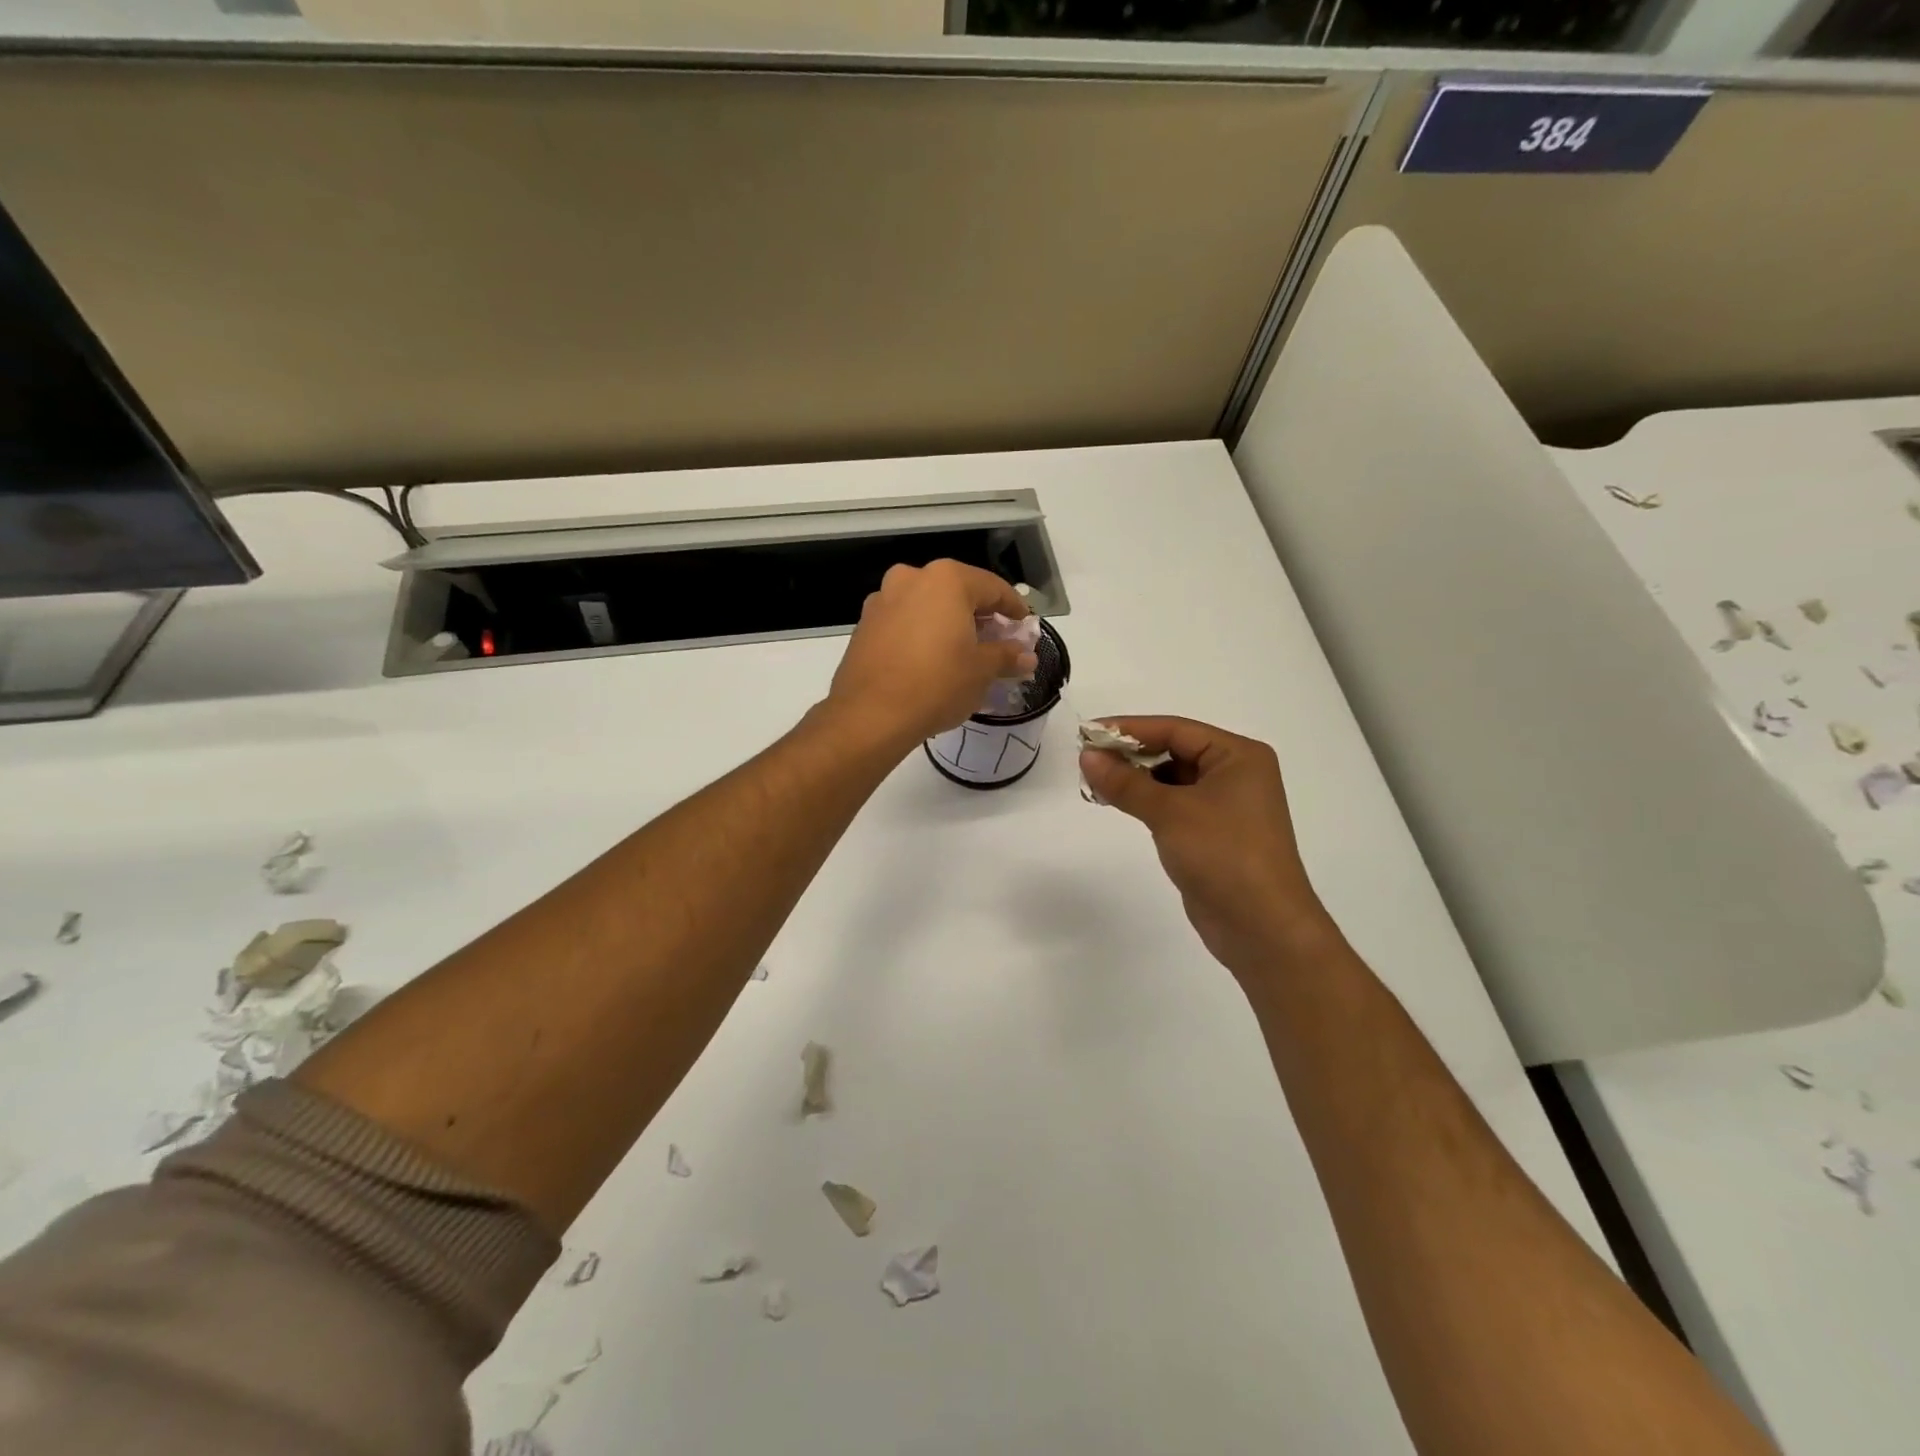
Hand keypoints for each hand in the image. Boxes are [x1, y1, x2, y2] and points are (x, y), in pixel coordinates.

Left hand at [827, 560, 1034, 747]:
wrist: (871, 715)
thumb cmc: (937, 684)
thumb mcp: (982, 671)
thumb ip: (1007, 656)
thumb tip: (1026, 656)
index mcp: (946, 580)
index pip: (992, 587)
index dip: (1013, 607)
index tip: (1024, 625)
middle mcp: (911, 579)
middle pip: (956, 592)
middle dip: (978, 614)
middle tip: (996, 640)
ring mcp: (882, 600)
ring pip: (926, 605)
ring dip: (947, 623)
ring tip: (962, 651)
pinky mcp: (864, 626)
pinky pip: (903, 622)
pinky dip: (921, 634)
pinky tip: (929, 660)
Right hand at [1080, 717, 1334, 978]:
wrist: (1263, 928)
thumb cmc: (1223, 855)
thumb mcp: (1170, 812)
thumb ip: (1125, 782)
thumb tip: (1087, 756)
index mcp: (1238, 756)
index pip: (1175, 729)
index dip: (1129, 728)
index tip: (1088, 732)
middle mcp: (1236, 774)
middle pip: (1174, 751)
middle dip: (1131, 755)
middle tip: (1087, 760)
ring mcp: (1226, 806)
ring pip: (1172, 780)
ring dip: (1136, 780)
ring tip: (1096, 783)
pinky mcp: (1214, 834)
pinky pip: (1175, 805)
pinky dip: (1148, 802)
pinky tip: (1120, 805)